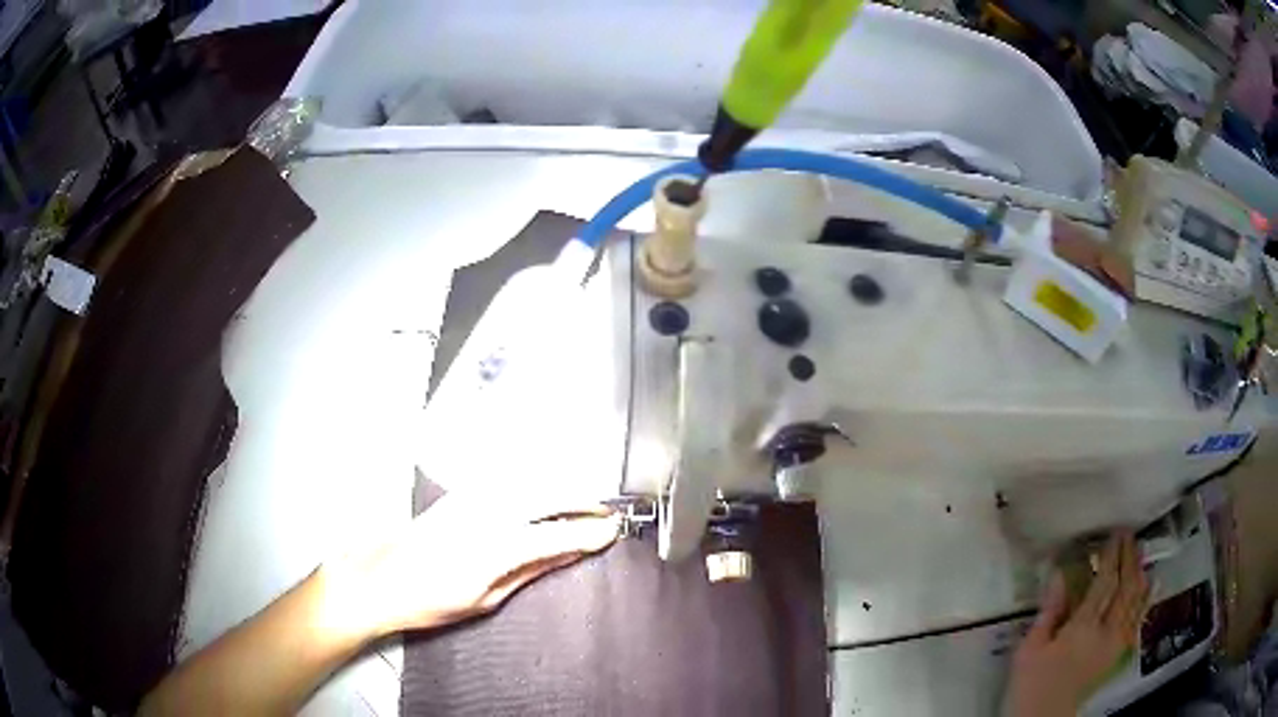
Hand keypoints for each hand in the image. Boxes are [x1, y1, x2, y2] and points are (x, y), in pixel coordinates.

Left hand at [319, 493, 619, 642]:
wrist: (379, 578)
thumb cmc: (429, 601)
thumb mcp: (486, 599)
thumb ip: (529, 571)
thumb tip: (565, 556)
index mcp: (494, 549)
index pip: (556, 533)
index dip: (589, 531)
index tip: (613, 532)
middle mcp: (484, 514)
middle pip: (548, 497)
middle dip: (583, 502)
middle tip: (607, 514)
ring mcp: (470, 499)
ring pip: (530, 482)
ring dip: (562, 489)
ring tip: (584, 503)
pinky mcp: (459, 494)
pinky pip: (508, 480)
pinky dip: (535, 483)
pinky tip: (544, 490)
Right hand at [1006, 530, 1149, 716]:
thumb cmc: (1031, 683)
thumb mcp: (1029, 650)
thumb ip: (1049, 612)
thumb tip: (1060, 574)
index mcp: (1082, 630)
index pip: (1105, 584)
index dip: (1112, 556)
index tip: (1114, 535)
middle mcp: (1106, 633)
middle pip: (1126, 588)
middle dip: (1130, 559)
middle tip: (1129, 537)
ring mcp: (1116, 644)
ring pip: (1137, 602)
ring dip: (1140, 574)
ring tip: (1140, 554)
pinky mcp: (1118, 654)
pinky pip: (1138, 620)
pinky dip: (1147, 599)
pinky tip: (1152, 585)